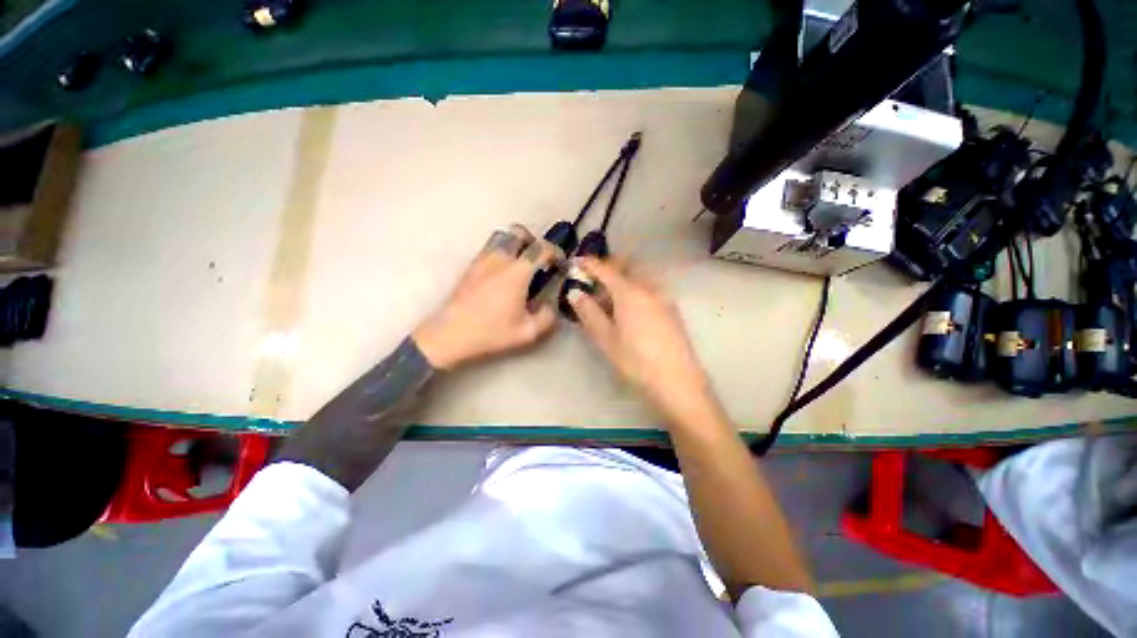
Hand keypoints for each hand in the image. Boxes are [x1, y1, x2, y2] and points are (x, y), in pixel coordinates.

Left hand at [413, 225, 561, 369]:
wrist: (449, 335)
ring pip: (502, 236)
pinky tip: (504, 273)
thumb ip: (547, 317)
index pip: (541, 248)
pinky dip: (503, 252)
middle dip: (534, 240)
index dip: (556, 252)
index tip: (560, 264)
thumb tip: (552, 305)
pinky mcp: (471, 266)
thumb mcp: (527, 332)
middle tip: (540, 259)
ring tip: (523, 264)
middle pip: (519, 232)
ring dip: (517, 244)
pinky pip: (490, 247)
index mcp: (516, 272)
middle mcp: (499, 259)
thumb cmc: (490, 333)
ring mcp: (482, 260)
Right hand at [567, 257, 722, 425]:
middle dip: (608, 267)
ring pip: (639, 277)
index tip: (575, 262)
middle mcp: (649, 288)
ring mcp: (664, 298)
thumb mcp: (606, 339)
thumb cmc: (635, 361)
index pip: (606, 269)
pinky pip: (649, 289)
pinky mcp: (671, 310)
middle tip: (592, 282)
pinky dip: (634, 290)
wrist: (677, 383)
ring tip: (608, 301)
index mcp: (630, 292)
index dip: (589, 263)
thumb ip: (589, 313)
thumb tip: (575, 293)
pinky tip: (627, 311)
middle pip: (627, 266)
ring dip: (622, 280)